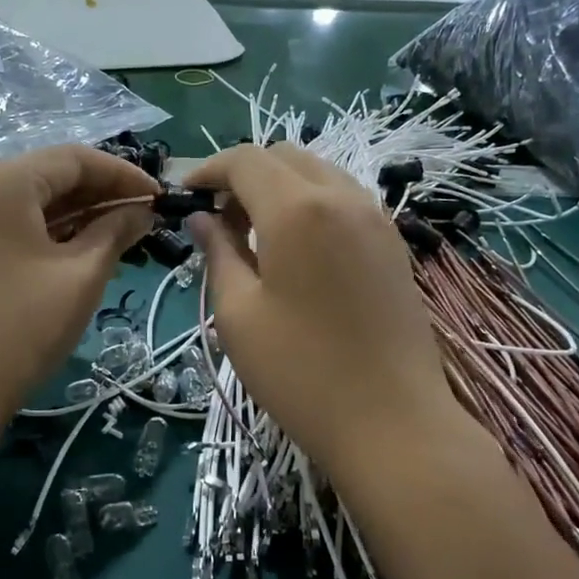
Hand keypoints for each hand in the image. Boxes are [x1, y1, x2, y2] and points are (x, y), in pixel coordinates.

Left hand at [0, 146, 156, 427]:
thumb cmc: (20, 327)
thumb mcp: (80, 276)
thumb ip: (115, 232)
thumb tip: (143, 211)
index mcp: (3, 181)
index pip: (74, 159)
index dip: (123, 174)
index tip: (160, 198)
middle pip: (51, 176)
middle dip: (101, 194)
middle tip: (145, 219)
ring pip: (32, 202)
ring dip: (78, 214)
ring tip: (122, 237)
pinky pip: (13, 224)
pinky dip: (50, 232)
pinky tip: (82, 251)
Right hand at [184, 144, 459, 491]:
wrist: (392, 422)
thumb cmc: (300, 373)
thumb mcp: (238, 314)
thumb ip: (217, 253)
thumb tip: (201, 218)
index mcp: (297, 209)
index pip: (245, 160)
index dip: (208, 170)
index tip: (184, 195)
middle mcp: (342, 197)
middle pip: (284, 156)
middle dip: (244, 175)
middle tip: (219, 219)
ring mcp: (376, 219)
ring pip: (319, 173)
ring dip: (280, 187)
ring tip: (256, 234)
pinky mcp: (394, 244)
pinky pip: (345, 199)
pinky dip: (312, 204)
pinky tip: (298, 249)